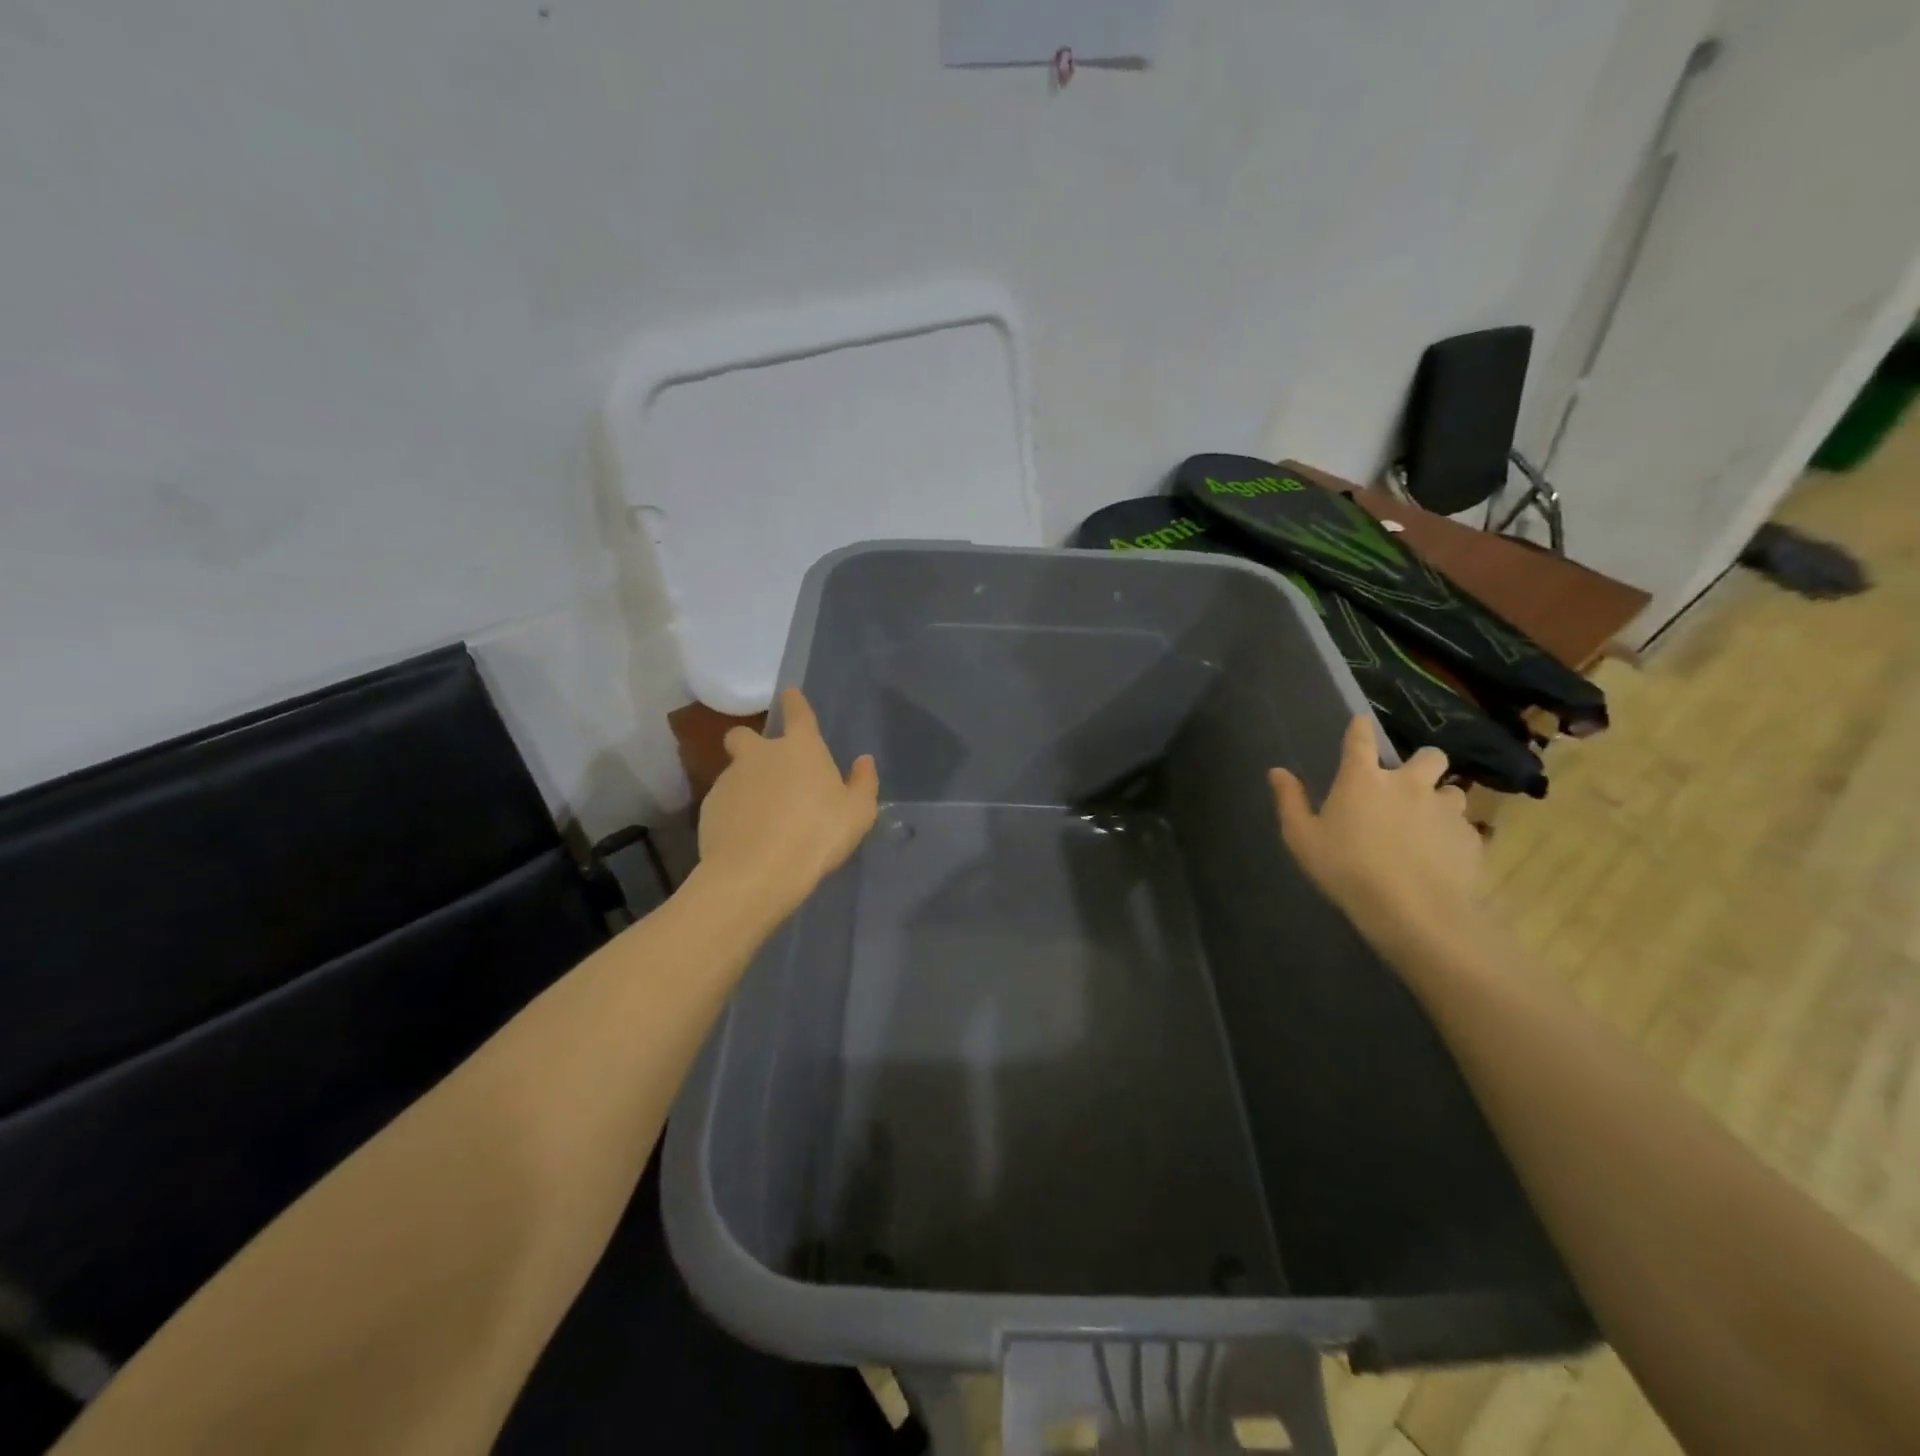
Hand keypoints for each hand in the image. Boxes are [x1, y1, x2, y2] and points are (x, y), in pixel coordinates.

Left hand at [697, 688, 879, 924]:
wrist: (757, 872)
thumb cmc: (817, 835)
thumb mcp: (857, 814)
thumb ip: (863, 783)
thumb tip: (864, 761)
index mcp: (800, 749)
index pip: (797, 713)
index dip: (795, 702)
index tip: (790, 695)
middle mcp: (760, 755)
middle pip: (744, 735)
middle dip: (750, 744)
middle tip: (766, 769)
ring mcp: (729, 780)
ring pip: (733, 772)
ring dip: (745, 786)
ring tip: (761, 818)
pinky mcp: (707, 808)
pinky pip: (723, 803)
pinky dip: (733, 813)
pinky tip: (745, 837)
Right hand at [1269, 717, 1484, 954]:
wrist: (1413, 910)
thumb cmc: (1347, 869)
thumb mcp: (1302, 839)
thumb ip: (1290, 801)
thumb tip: (1277, 772)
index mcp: (1362, 779)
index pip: (1361, 738)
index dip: (1360, 728)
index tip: (1361, 723)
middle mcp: (1408, 783)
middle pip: (1429, 755)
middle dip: (1421, 763)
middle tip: (1407, 785)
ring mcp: (1445, 809)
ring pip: (1452, 789)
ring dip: (1440, 799)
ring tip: (1428, 821)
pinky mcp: (1470, 837)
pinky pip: (1464, 826)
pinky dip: (1452, 833)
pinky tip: (1440, 854)